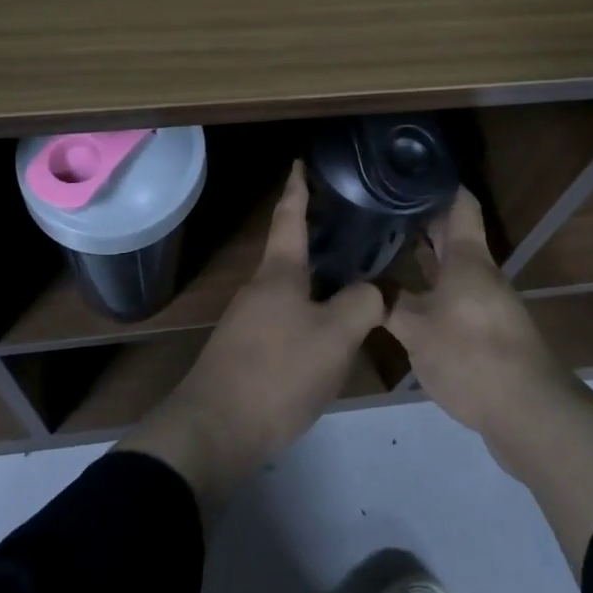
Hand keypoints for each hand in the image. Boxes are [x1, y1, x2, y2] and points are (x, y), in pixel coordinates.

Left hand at [121, 161, 384, 514]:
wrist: (216, 429)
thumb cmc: (277, 371)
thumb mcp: (334, 337)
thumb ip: (362, 305)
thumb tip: (376, 290)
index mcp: (279, 272)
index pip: (290, 217)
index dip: (298, 188)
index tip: (300, 162)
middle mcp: (260, 287)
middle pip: (291, 253)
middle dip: (317, 238)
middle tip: (350, 227)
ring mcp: (249, 319)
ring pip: (290, 289)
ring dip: (317, 280)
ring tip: (351, 282)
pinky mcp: (246, 350)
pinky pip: (285, 318)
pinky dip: (309, 312)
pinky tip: (328, 333)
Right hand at [387, 187, 592, 565]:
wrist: (529, 414)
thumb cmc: (473, 356)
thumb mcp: (417, 329)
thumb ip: (387, 303)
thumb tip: (360, 284)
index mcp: (468, 258)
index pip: (459, 202)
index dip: (436, 182)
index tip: (405, 170)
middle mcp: (479, 272)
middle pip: (452, 233)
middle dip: (420, 217)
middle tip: (380, 206)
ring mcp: (485, 302)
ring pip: (451, 266)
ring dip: (423, 256)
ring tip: (383, 245)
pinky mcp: (485, 331)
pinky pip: (452, 296)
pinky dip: (429, 288)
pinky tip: (403, 298)